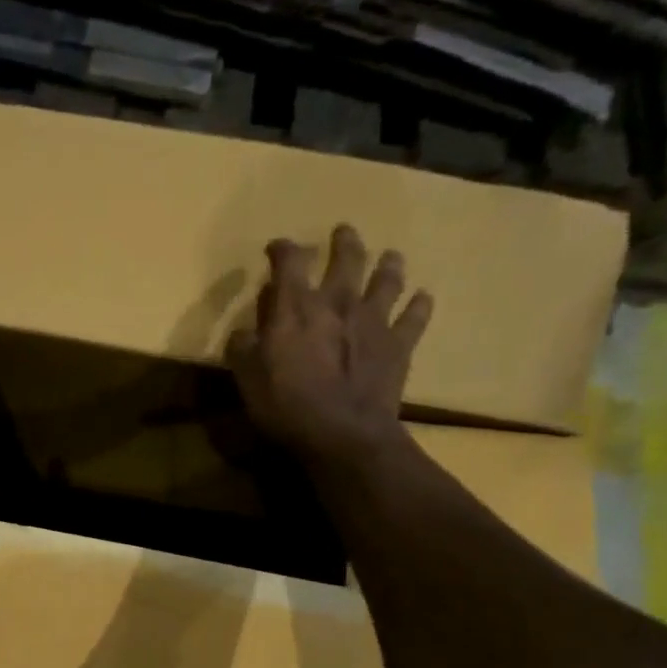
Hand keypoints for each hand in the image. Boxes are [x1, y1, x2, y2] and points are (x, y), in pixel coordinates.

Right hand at [226, 225, 433, 462]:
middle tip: (343, 233)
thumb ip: (243, 348)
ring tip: (390, 257)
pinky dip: (419, 305)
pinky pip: (415, 317)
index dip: (282, 249)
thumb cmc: (286, 406)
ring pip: (387, 279)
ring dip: (388, 264)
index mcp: (297, 306)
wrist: (343, 434)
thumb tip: (244, 332)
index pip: (289, 261)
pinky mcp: (399, 345)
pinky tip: (423, 298)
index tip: (276, 248)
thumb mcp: (247, 379)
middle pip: (347, 257)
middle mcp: (339, 301)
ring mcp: (374, 320)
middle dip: (344, 242)